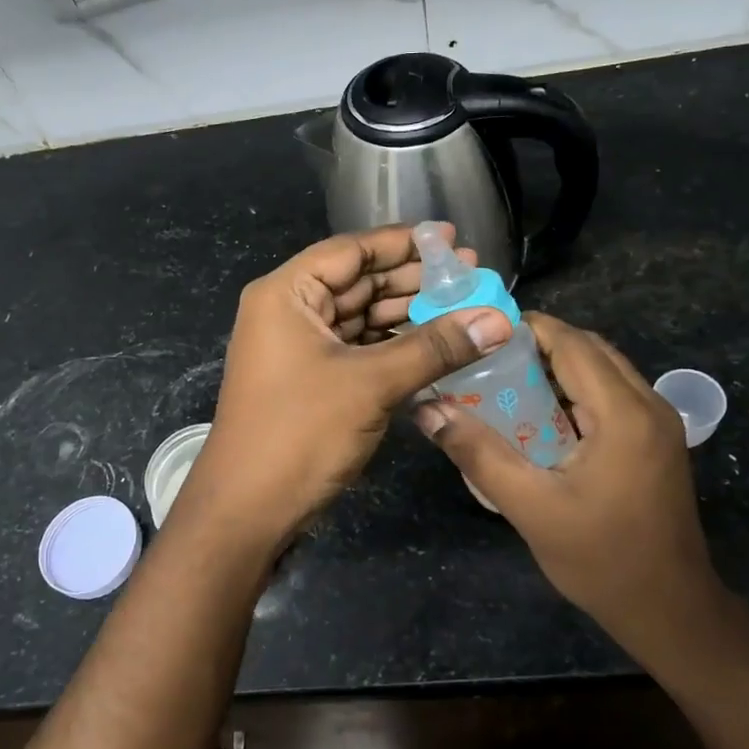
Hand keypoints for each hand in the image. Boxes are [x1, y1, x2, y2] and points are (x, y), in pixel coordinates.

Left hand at [172, 225, 511, 557]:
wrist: (249, 510)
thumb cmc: (300, 432)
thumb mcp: (371, 383)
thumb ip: (435, 347)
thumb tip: (499, 319)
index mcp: (287, 293)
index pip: (351, 251)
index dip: (403, 242)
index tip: (452, 238)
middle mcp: (289, 312)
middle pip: (358, 282)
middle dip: (413, 279)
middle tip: (471, 276)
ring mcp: (299, 348)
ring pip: (361, 317)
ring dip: (408, 314)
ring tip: (464, 308)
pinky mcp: (312, 380)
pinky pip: (359, 349)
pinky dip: (394, 346)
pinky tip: (436, 345)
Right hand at [415, 313, 716, 633]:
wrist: (670, 609)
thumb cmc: (600, 560)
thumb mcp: (530, 507)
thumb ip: (478, 454)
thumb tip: (428, 411)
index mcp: (623, 414)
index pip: (572, 344)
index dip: (527, 329)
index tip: (480, 335)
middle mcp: (648, 405)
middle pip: (590, 350)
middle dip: (538, 345)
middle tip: (487, 360)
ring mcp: (659, 423)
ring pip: (603, 370)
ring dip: (558, 368)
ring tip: (506, 382)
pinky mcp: (657, 441)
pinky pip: (612, 395)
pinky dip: (576, 391)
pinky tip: (541, 416)